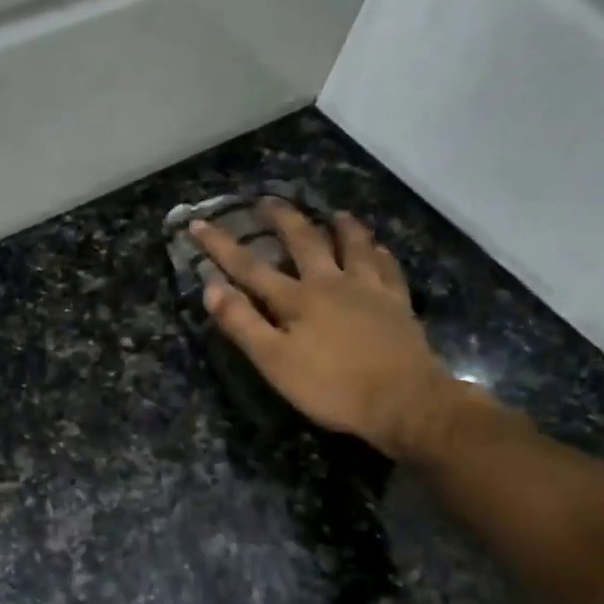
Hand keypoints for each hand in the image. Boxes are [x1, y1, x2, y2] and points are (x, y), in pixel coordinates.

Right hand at [189, 202, 456, 457]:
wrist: (404, 402)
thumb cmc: (330, 387)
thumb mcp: (274, 361)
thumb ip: (242, 323)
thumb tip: (211, 287)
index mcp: (296, 299)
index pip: (249, 267)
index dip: (221, 245)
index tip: (199, 223)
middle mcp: (331, 283)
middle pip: (304, 242)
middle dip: (282, 219)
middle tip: (268, 201)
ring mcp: (369, 290)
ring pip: (354, 246)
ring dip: (341, 227)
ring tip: (335, 213)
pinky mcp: (397, 305)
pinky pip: (388, 268)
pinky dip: (379, 253)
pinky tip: (379, 248)